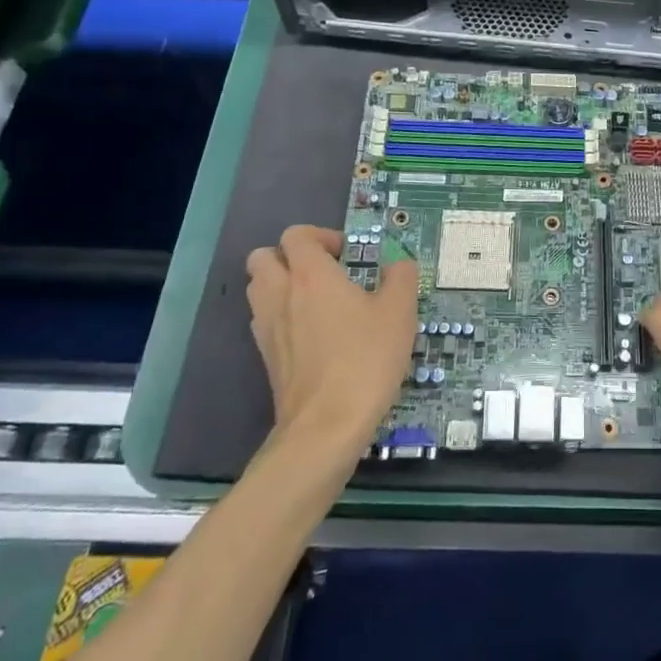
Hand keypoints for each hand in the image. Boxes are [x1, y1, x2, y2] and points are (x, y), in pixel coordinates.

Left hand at [245, 225, 419, 451]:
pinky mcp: (266, 357)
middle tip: (325, 272)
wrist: (327, 425)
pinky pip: (264, 320)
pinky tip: (313, 334)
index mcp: (311, 275)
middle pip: (263, 257)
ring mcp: (267, 327)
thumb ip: (401, 277)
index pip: (296, 235)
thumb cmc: (366, 359)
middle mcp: (280, 294)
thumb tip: (398, 264)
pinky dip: (281, 316)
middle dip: (290, 256)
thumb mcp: (399, 312)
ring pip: (259, 288)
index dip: (321, 236)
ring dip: (281, 284)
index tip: (348, 255)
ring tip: (318, 301)